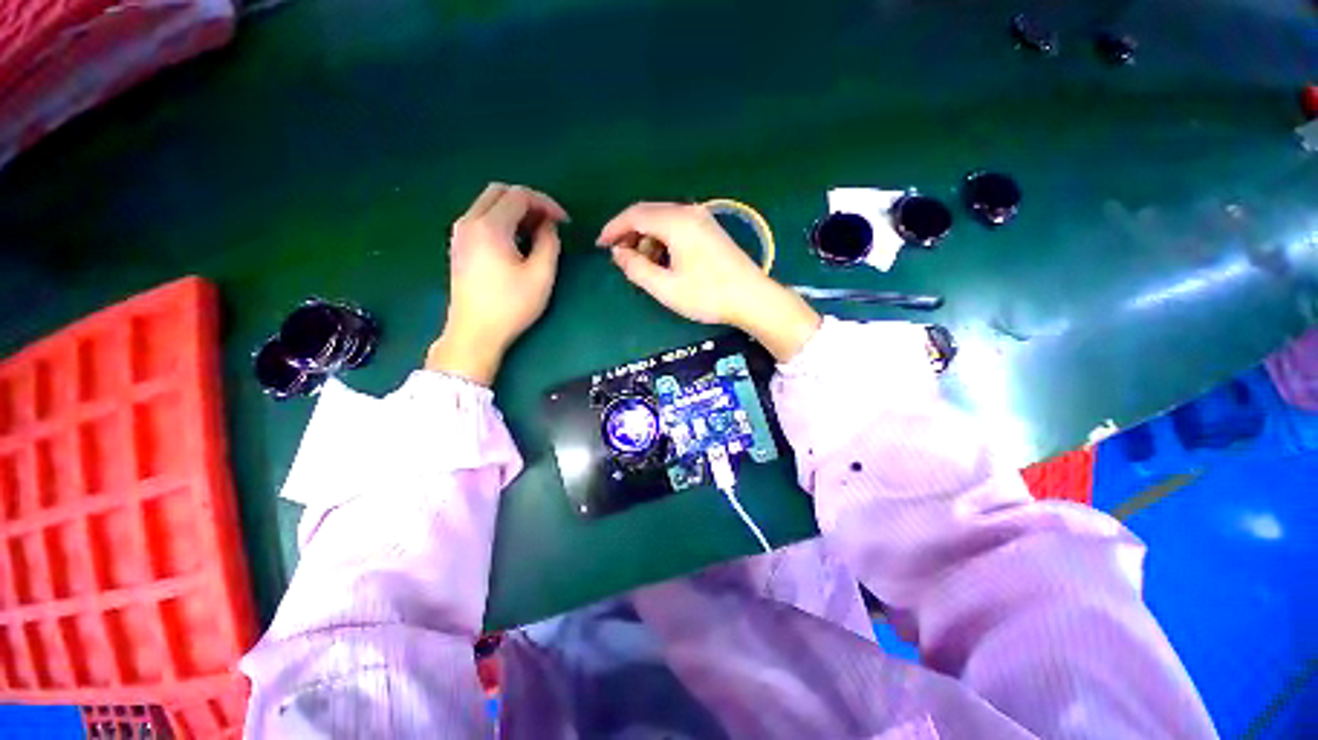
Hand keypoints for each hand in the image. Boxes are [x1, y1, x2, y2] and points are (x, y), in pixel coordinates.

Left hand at [427, 183, 568, 384]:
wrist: (474, 333)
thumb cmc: (511, 306)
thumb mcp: (541, 276)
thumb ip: (549, 244)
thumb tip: (548, 226)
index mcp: (490, 226)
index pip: (519, 195)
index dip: (546, 203)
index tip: (564, 221)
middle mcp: (469, 221)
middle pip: (500, 191)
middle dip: (529, 201)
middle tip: (549, 223)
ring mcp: (460, 233)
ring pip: (488, 203)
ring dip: (514, 210)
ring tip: (536, 233)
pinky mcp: (458, 246)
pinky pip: (481, 218)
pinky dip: (501, 220)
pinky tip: (516, 241)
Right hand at [597, 202, 820, 360]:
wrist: (752, 299)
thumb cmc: (707, 295)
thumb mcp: (665, 287)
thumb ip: (637, 268)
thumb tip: (618, 253)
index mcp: (676, 222)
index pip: (635, 215)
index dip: (614, 228)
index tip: (600, 245)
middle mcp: (689, 212)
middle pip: (649, 214)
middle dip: (630, 234)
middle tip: (620, 258)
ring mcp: (702, 219)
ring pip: (663, 221)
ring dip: (647, 239)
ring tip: (643, 266)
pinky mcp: (710, 230)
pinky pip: (678, 228)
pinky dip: (663, 241)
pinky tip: (664, 262)